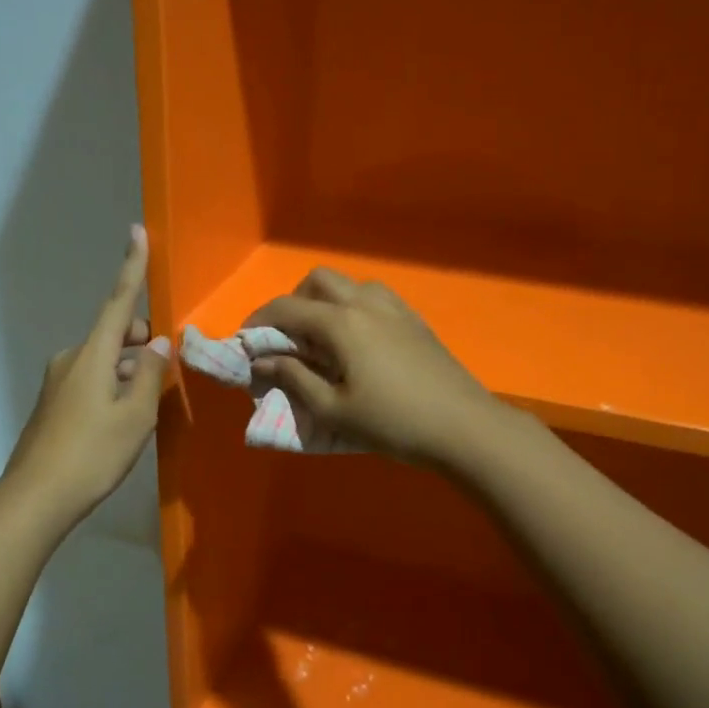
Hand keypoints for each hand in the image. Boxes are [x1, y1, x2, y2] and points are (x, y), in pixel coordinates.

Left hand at [4, 225, 169, 526]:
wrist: (36, 496)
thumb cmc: (93, 453)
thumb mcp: (136, 417)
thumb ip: (152, 377)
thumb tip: (159, 346)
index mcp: (93, 355)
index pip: (119, 302)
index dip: (131, 267)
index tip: (137, 232)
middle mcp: (72, 359)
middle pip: (114, 335)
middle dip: (141, 342)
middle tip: (164, 370)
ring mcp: (58, 382)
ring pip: (105, 362)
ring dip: (129, 370)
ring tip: (148, 405)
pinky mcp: (53, 404)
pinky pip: (91, 380)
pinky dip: (113, 386)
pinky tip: (122, 418)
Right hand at [245, 268, 504, 468]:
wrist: (463, 427)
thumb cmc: (392, 422)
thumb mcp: (333, 409)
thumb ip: (294, 379)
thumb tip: (263, 360)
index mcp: (341, 323)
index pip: (286, 309)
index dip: (259, 322)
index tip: (245, 343)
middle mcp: (365, 303)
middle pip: (318, 281)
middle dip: (294, 302)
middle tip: (287, 339)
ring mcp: (395, 308)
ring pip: (350, 285)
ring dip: (326, 302)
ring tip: (322, 340)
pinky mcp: (415, 320)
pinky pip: (374, 298)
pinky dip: (353, 308)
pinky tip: (357, 344)